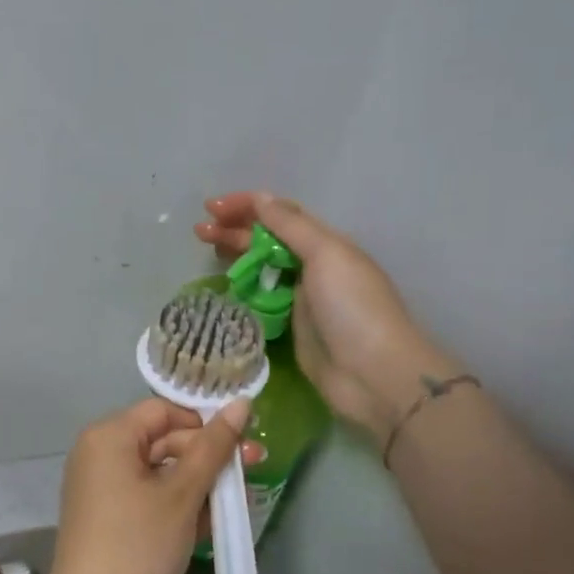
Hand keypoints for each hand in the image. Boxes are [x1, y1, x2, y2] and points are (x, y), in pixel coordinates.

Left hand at [48, 397, 249, 573]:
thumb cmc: (138, 544)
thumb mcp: (182, 494)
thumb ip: (213, 447)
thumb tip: (242, 402)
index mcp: (110, 435)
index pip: (165, 410)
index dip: (205, 424)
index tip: (241, 445)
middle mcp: (99, 453)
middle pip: (163, 440)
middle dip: (207, 458)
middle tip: (251, 472)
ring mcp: (100, 486)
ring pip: (159, 471)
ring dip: (197, 485)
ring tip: (235, 504)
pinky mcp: (105, 515)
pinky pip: (146, 495)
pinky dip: (176, 504)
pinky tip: (208, 523)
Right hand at [196, 191, 464, 440]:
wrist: (374, 375)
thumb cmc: (353, 307)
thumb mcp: (326, 254)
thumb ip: (291, 226)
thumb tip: (261, 198)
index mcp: (326, 243)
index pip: (280, 214)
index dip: (247, 206)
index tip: (211, 208)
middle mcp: (314, 266)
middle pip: (268, 240)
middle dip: (234, 230)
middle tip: (199, 232)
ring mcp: (303, 299)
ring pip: (262, 269)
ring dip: (235, 256)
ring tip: (205, 250)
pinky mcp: (293, 329)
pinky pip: (262, 301)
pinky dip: (243, 290)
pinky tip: (224, 287)